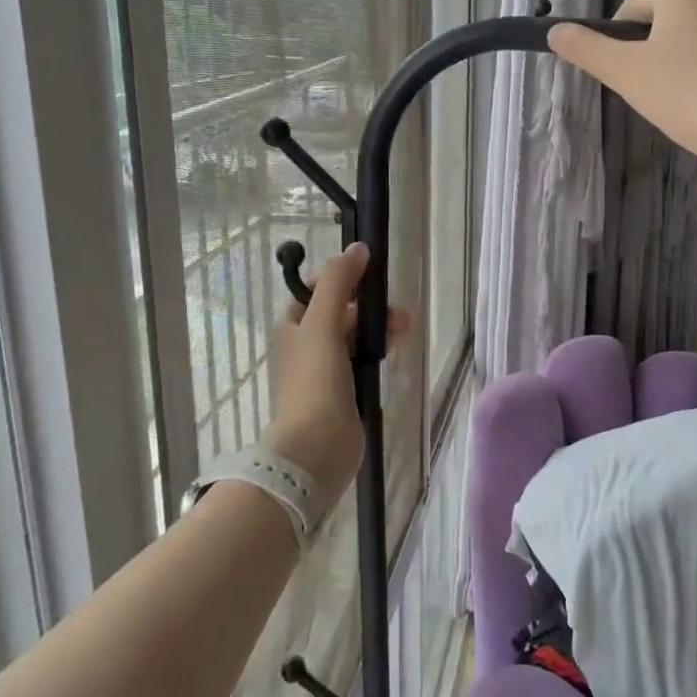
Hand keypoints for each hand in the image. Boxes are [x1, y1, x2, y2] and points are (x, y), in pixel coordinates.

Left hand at [260, 243, 404, 505]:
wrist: (315, 448)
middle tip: (399, 312)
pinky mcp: (343, 393)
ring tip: (404, 331)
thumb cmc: (314, 381)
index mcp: (291, 327)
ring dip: (378, 328)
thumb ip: (339, 283)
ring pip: (354, 337)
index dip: (342, 278)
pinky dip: (377, 352)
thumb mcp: (323, 324)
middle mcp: (305, 346)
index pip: (316, 290)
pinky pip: (362, 361)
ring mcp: (324, 372)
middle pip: (340, 312)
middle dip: (369, 306)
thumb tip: (357, 248)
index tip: (371, 275)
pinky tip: (393, 353)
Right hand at [547, 0, 696, 162]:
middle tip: (653, 87)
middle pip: (670, 15)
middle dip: (658, 43)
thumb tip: (554, 31)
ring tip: (690, 78)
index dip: (618, 40)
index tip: (620, 75)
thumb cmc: (683, 94)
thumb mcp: (624, 74)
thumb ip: (587, 50)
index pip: (631, 10)